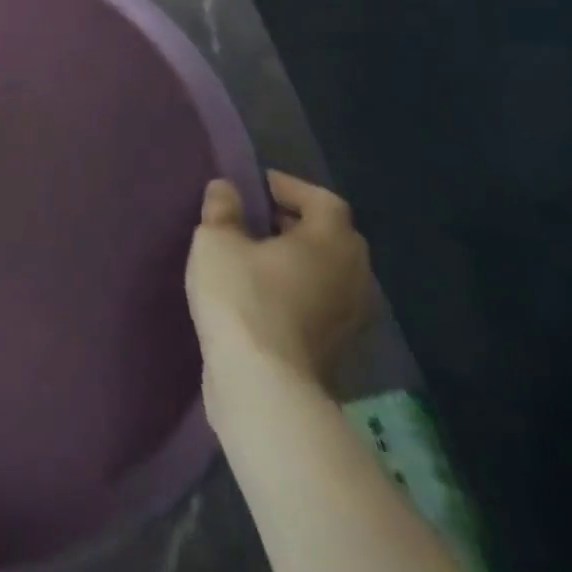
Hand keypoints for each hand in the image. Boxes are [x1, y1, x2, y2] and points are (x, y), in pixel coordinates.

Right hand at [186, 171, 371, 417]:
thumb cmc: (242, 297)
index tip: (257, 187)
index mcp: (332, 242)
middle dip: (297, 223)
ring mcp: (353, 318)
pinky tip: (265, 295)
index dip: (290, 188)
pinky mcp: (340, 349)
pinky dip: (300, 290)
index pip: (322, 200)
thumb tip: (227, 189)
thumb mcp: (216, 240)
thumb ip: (222, 209)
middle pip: (333, 236)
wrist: (264, 385)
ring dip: (299, 260)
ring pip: (329, 273)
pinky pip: (323, 303)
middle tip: (257, 219)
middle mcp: (355, 276)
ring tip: (257, 257)